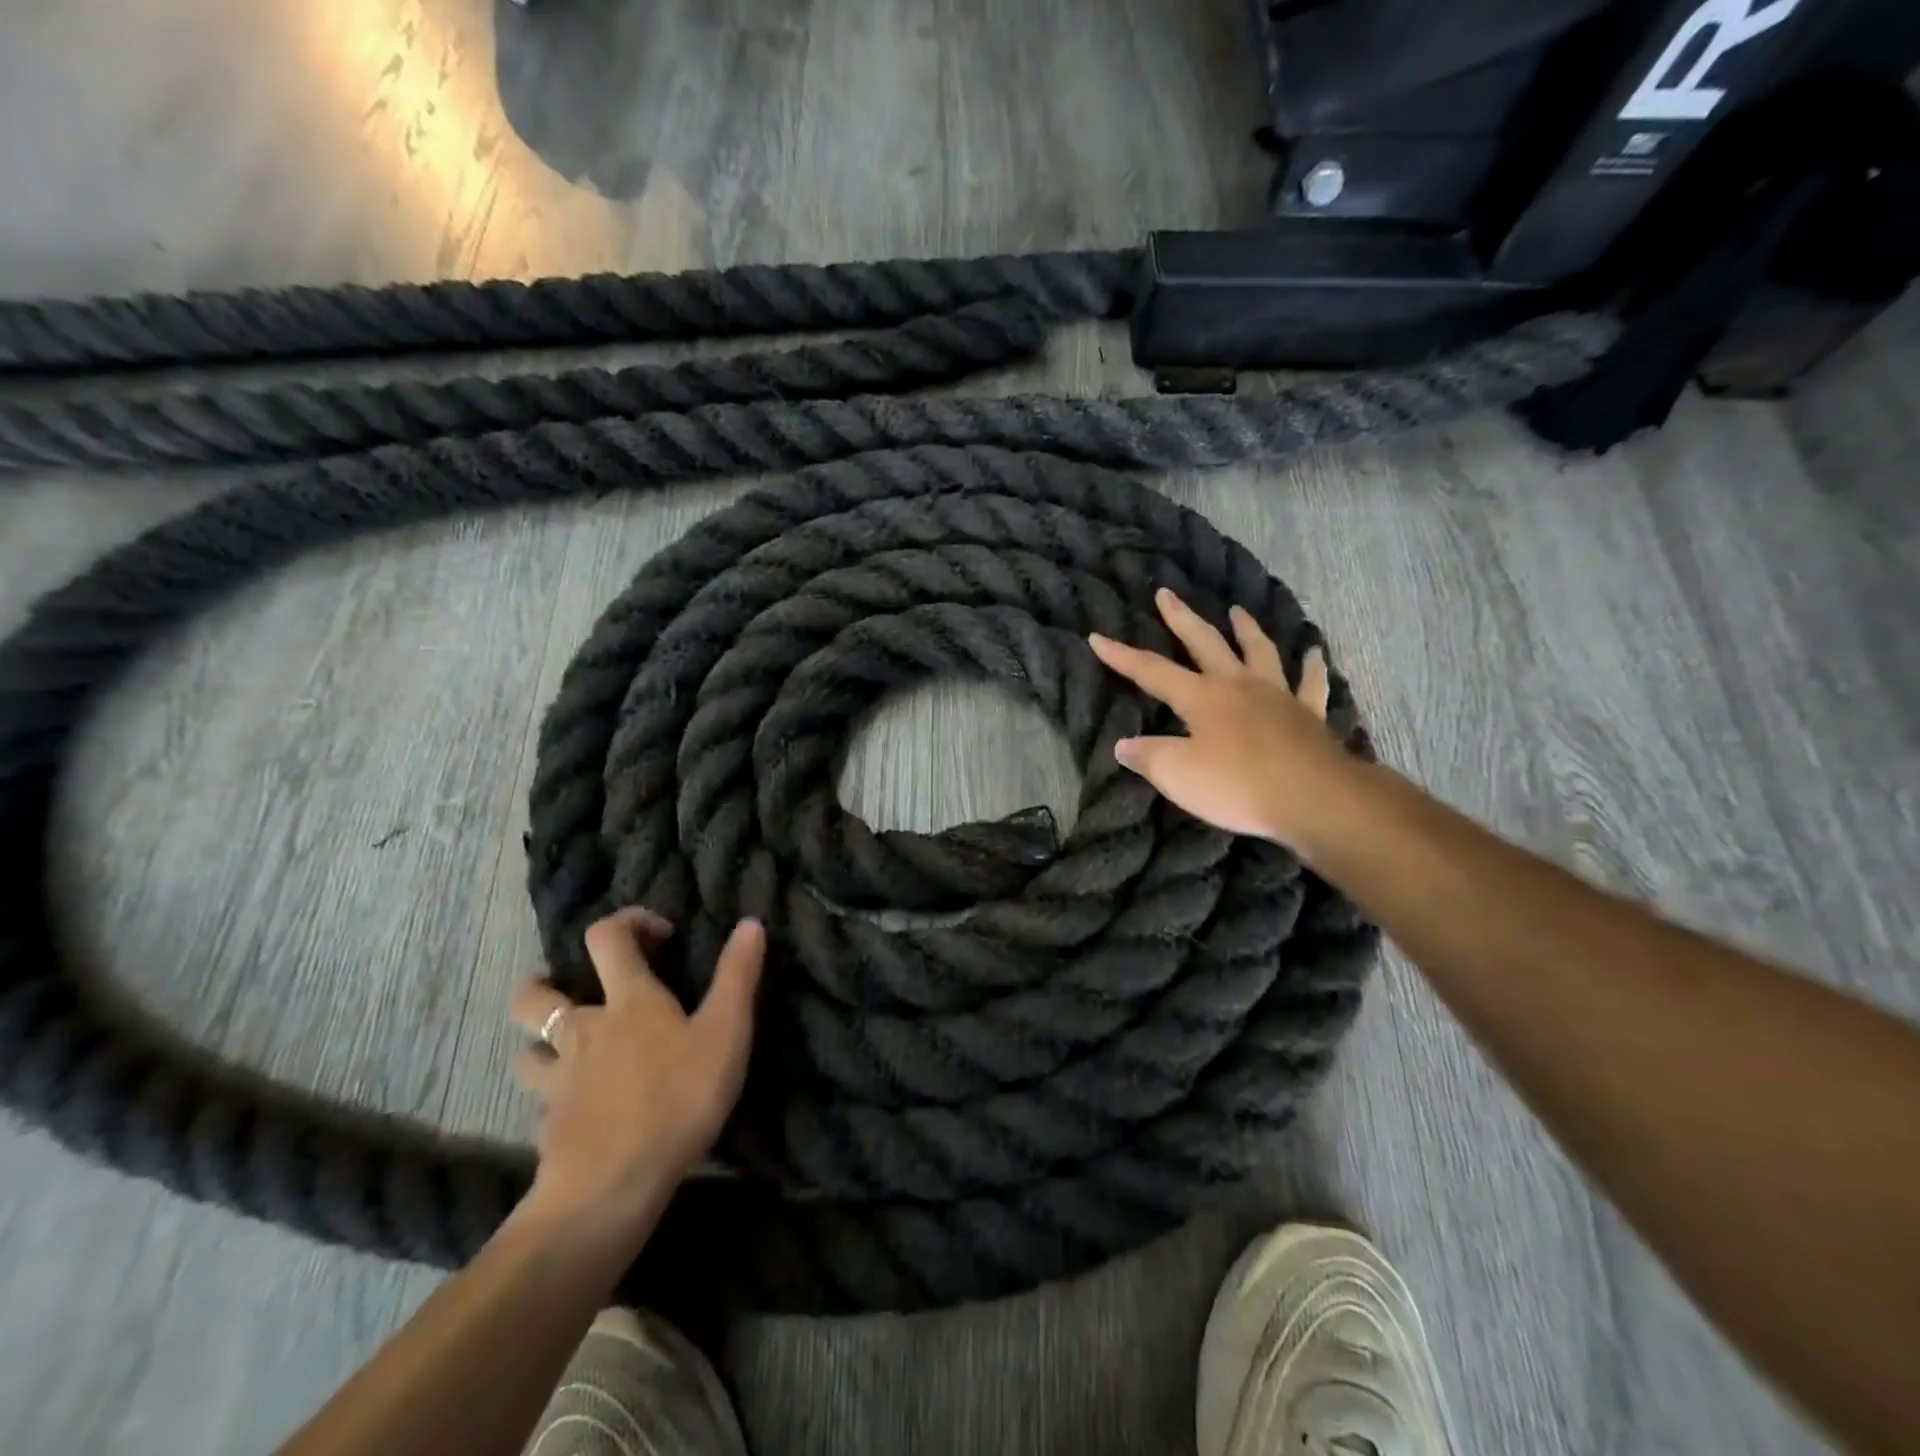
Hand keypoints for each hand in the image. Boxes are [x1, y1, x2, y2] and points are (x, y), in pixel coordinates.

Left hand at [508, 909, 763, 1238]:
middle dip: (547, 983)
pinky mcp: (547, 1128)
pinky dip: (554, 1100)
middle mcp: (582, 1031)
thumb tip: (750, 921)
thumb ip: (738, 976)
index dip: (627, 922)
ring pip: (526, 1051)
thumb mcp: (725, 1033)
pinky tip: (578, 1114)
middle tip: (577, 992)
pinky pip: (540, 1104)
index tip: (658, 935)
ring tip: (569, 1054)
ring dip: (541, 1045)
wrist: (609, 1189)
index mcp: (627, 1001)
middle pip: (535, 995)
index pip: (606, 937)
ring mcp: (557, 1081)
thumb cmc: (676, 1099)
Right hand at [1088, 587, 1349, 850]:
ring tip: (1238, 611)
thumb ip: (1148, 757)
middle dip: (1182, 618)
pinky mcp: (1309, 715)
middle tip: (1167, 593)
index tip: (1097, 637)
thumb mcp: (1177, 775)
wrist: (1313, 798)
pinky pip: (1311, 683)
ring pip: (1260, 652)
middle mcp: (1238, 685)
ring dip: (1246, 630)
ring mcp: (1278, 696)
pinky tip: (1314, 653)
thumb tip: (1123, 745)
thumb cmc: (1238, 785)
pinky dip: (1311, 666)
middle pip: (1206, 643)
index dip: (1121, 655)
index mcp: (1201, 697)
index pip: (1152, 671)